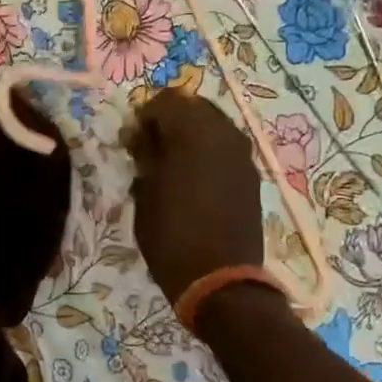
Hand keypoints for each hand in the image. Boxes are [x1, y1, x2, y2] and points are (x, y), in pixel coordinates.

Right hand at [121, 89, 265, 304]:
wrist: (219, 280)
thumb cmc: (171, 234)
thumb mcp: (144, 191)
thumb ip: (145, 154)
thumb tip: (141, 134)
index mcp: (195, 133)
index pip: (166, 101)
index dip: (143, 116)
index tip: (130, 142)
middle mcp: (225, 134)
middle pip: (193, 105)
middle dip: (169, 119)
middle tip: (149, 147)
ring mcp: (243, 155)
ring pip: (212, 124)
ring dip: (189, 134)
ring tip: (169, 162)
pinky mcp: (251, 175)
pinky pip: (225, 146)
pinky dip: (206, 150)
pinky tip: (191, 177)